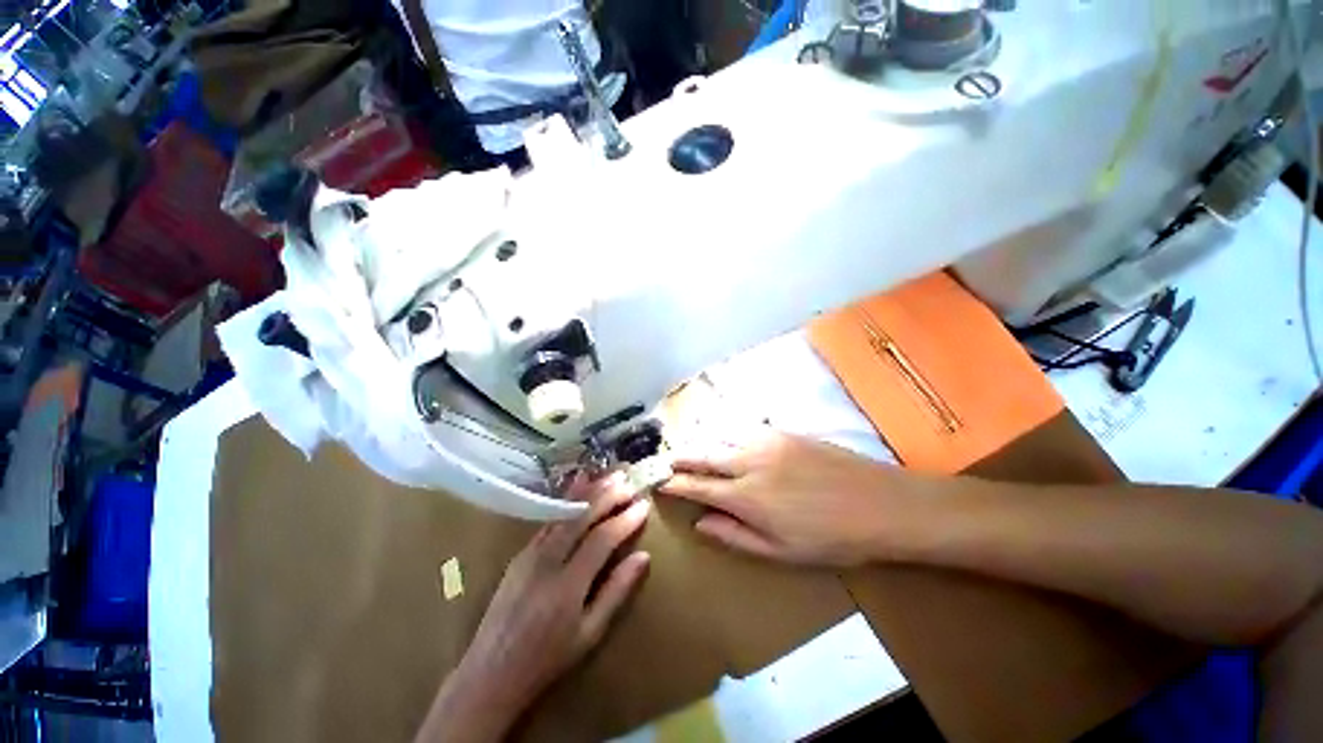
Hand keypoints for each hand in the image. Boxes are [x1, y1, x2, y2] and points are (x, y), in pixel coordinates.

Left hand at [416, 478, 650, 742]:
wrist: (490, 673)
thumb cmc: (547, 659)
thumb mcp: (590, 634)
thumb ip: (617, 591)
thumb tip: (643, 557)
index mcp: (568, 585)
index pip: (602, 539)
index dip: (625, 519)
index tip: (643, 505)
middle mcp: (547, 561)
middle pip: (582, 517)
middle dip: (608, 496)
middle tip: (629, 481)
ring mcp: (530, 553)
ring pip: (564, 512)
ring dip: (589, 491)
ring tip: (609, 475)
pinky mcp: (521, 552)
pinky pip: (549, 518)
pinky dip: (567, 498)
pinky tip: (578, 483)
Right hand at [660, 430, 939, 566]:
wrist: (881, 504)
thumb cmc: (832, 539)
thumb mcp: (781, 551)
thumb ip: (735, 536)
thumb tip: (700, 524)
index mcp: (746, 497)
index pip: (697, 487)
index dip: (676, 485)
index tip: (661, 483)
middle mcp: (748, 462)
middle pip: (703, 455)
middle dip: (682, 458)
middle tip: (668, 462)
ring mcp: (765, 441)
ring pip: (720, 436)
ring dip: (702, 443)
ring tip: (691, 449)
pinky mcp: (782, 431)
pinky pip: (743, 428)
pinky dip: (726, 433)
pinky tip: (725, 437)